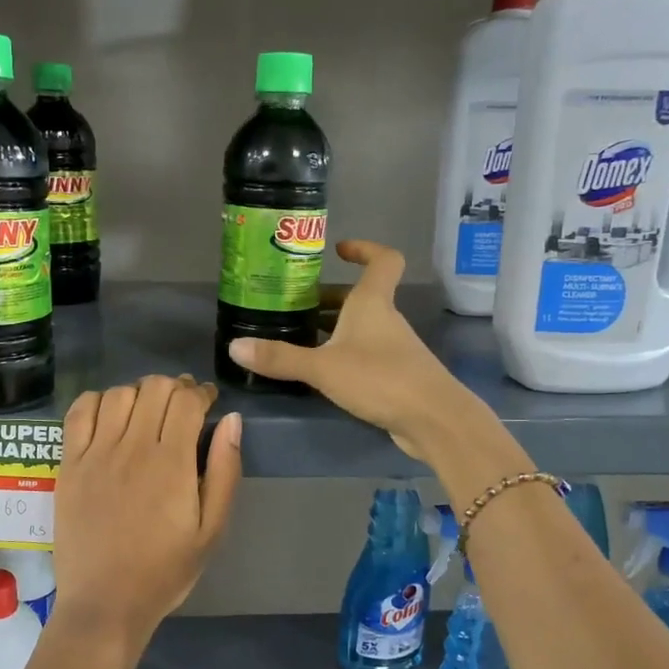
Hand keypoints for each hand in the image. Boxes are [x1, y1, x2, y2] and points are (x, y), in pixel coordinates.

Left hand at [53, 375, 242, 650]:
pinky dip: (98, 401)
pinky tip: (109, 415)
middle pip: (154, 387)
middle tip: (181, 406)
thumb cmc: (165, 570)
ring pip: (119, 393)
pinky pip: (79, 412)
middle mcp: (132, 448)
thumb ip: (225, 470)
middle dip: (174, 387)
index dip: (201, 391)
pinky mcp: (69, 464)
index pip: (187, 400)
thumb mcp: (212, 529)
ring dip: (139, 393)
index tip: (207, 400)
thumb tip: (232, 420)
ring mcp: (95, 454)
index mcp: (172, 463)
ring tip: (147, 412)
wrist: (105, 603)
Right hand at [225, 240, 482, 460]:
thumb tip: (234, 347)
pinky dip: (343, 356)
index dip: (364, 249)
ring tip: (298, 339)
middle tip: (294, 305)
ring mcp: (394, 349)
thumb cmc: (380, 378)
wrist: (433, 419)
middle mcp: (386, 320)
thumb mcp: (323, 367)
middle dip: (328, 299)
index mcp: (372, 303)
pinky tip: (321, 374)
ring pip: (361, 328)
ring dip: (333, 329)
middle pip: (360, 298)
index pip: (382, 260)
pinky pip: (365, 355)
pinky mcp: (396, 376)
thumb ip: (280, 358)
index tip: (339, 251)